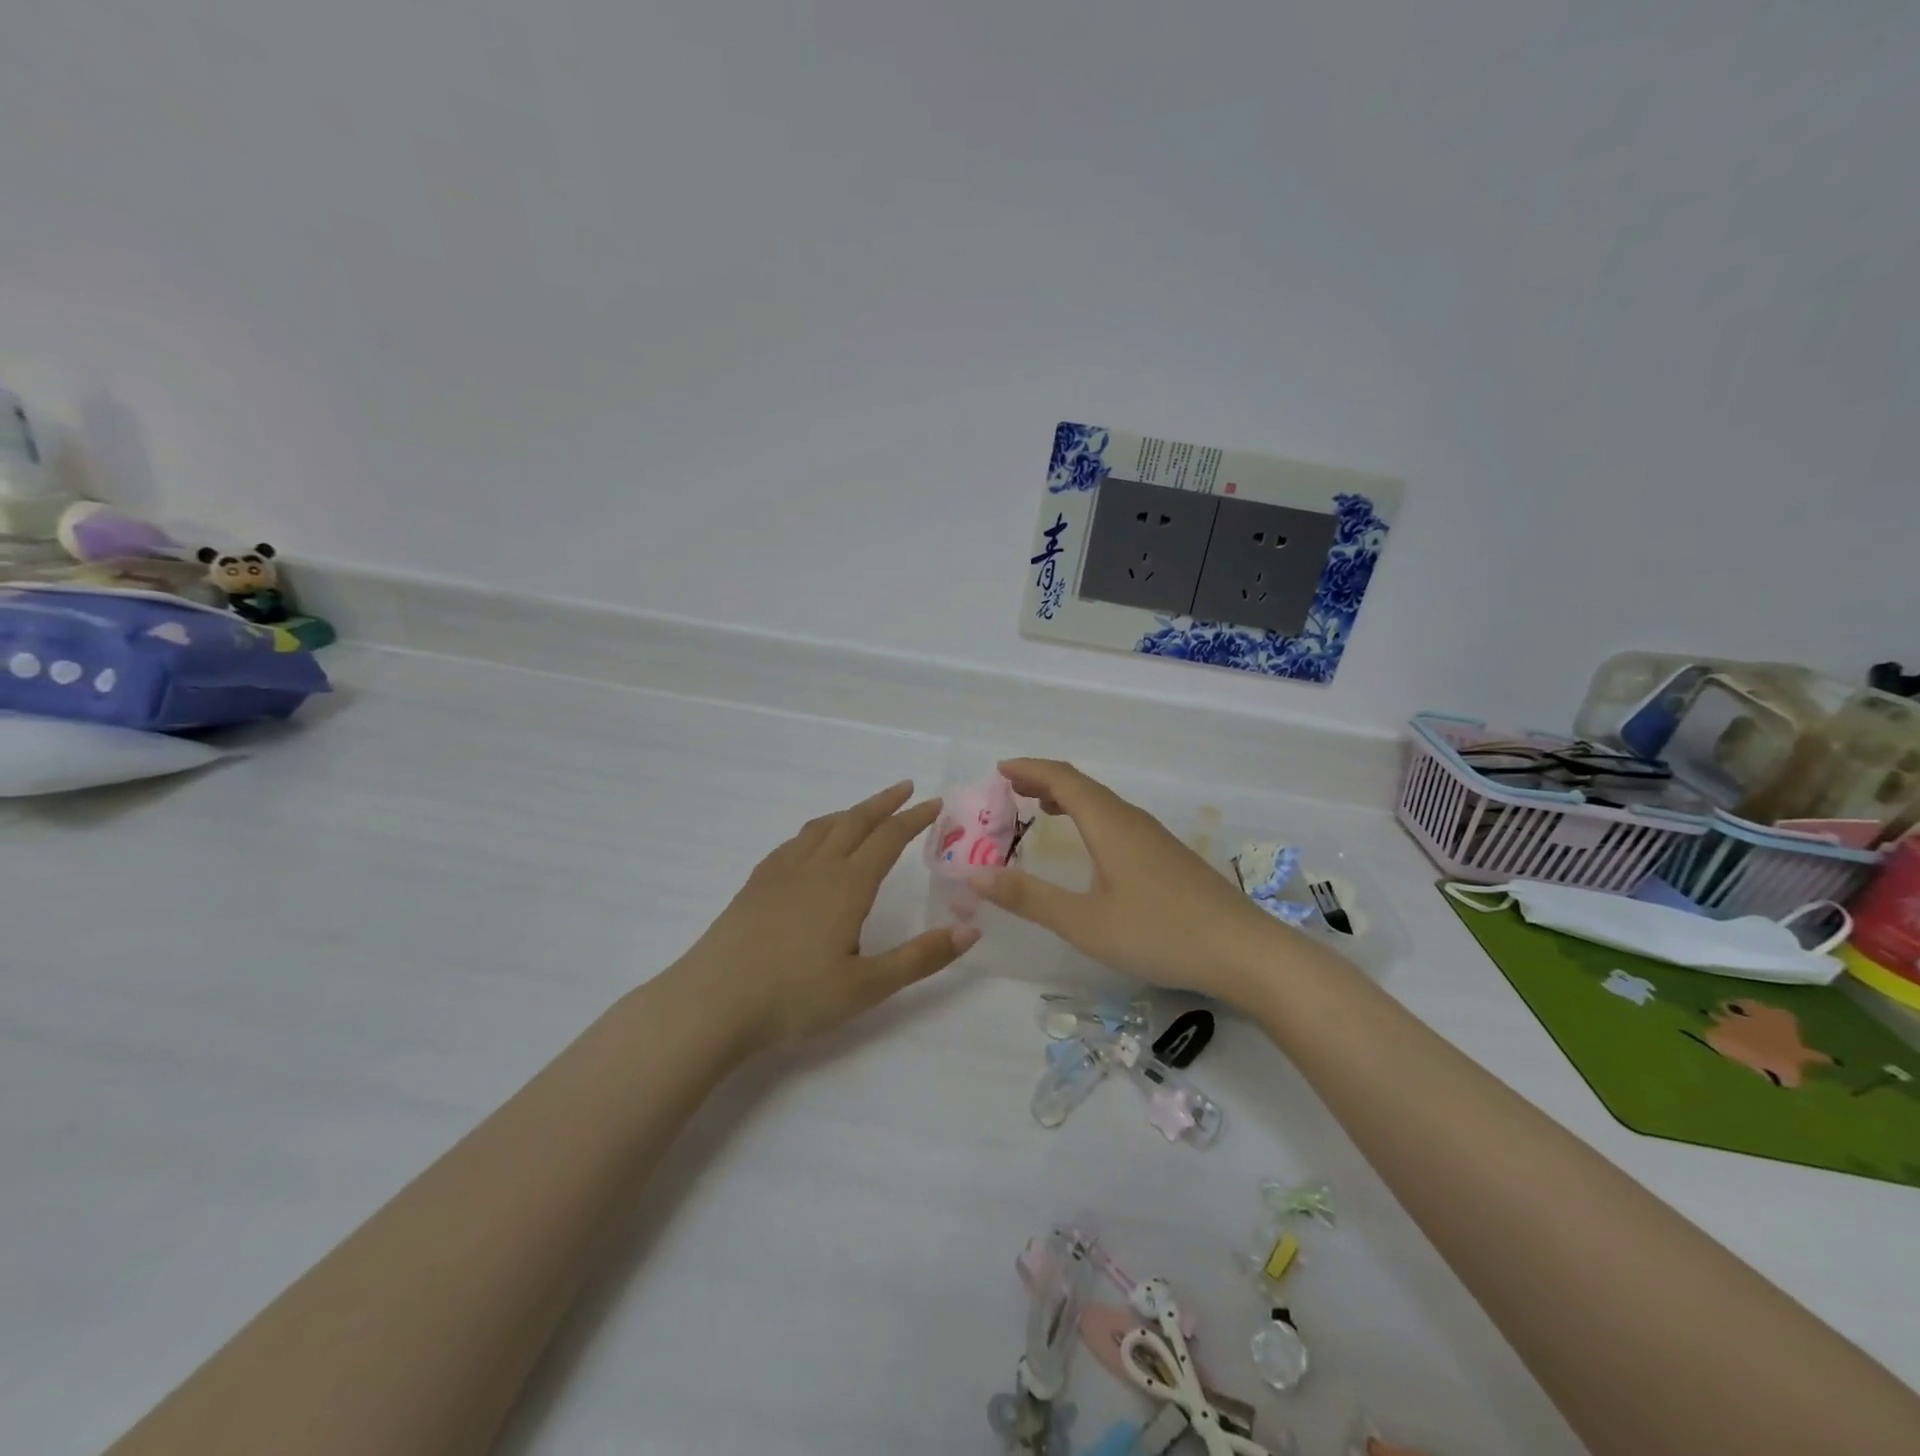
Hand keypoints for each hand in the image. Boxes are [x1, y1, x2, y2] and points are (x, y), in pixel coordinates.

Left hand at [672, 781, 977, 1050]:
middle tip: (906, 789)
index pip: (888, 839)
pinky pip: (794, 842)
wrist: (713, 1003)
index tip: (935, 803)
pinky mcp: (756, 884)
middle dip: (884, 803)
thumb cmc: (796, 997)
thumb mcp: (868, 986)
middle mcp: (816, 867)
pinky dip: (816, 831)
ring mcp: (781, 872)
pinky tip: (812, 846)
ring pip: (822, 827)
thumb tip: (971, 931)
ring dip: (849, 813)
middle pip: (855, 821)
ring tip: (864, 812)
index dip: (914, 818)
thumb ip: (921, 958)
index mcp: (847, 885)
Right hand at [969, 758, 1283, 1004]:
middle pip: (1083, 785)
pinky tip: (1088, 844)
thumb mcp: (1084, 922)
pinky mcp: (1168, 856)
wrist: (1244, 952)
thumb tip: (971, 876)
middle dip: (1043, 780)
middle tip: (1008, 788)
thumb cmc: (1159, 933)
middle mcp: (1131, 820)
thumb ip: (1028, 897)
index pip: (1063, 779)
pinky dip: (1088, 817)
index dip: (1029, 769)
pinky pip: (1117, 820)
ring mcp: (1154, 837)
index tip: (998, 770)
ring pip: (1103, 803)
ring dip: (1067, 798)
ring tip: (1039, 808)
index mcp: (1109, 824)